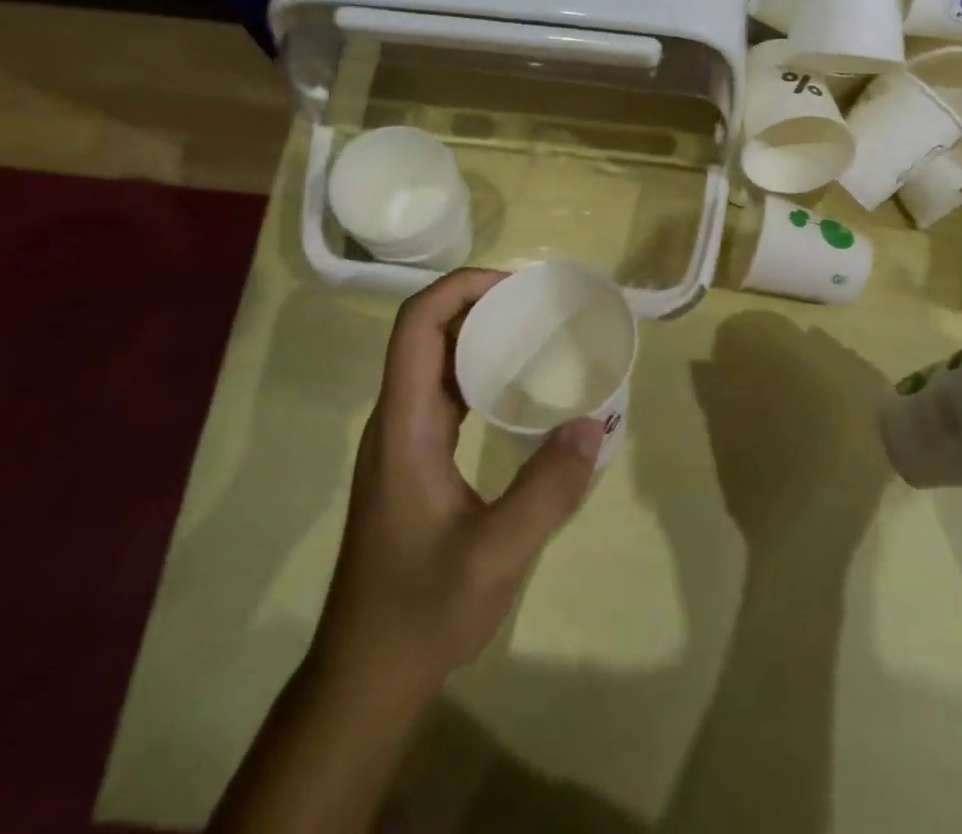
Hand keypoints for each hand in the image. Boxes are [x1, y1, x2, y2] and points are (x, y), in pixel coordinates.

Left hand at [314, 269, 605, 696]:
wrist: (366, 675)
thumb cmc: (421, 611)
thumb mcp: (495, 556)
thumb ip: (546, 490)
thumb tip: (595, 423)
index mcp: (404, 425)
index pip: (417, 326)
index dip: (460, 289)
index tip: (516, 287)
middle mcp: (397, 420)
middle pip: (425, 333)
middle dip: (477, 303)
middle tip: (538, 305)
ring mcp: (402, 440)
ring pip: (434, 361)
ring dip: (478, 336)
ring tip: (534, 335)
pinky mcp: (413, 460)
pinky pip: (444, 393)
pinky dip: (478, 373)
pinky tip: (516, 391)